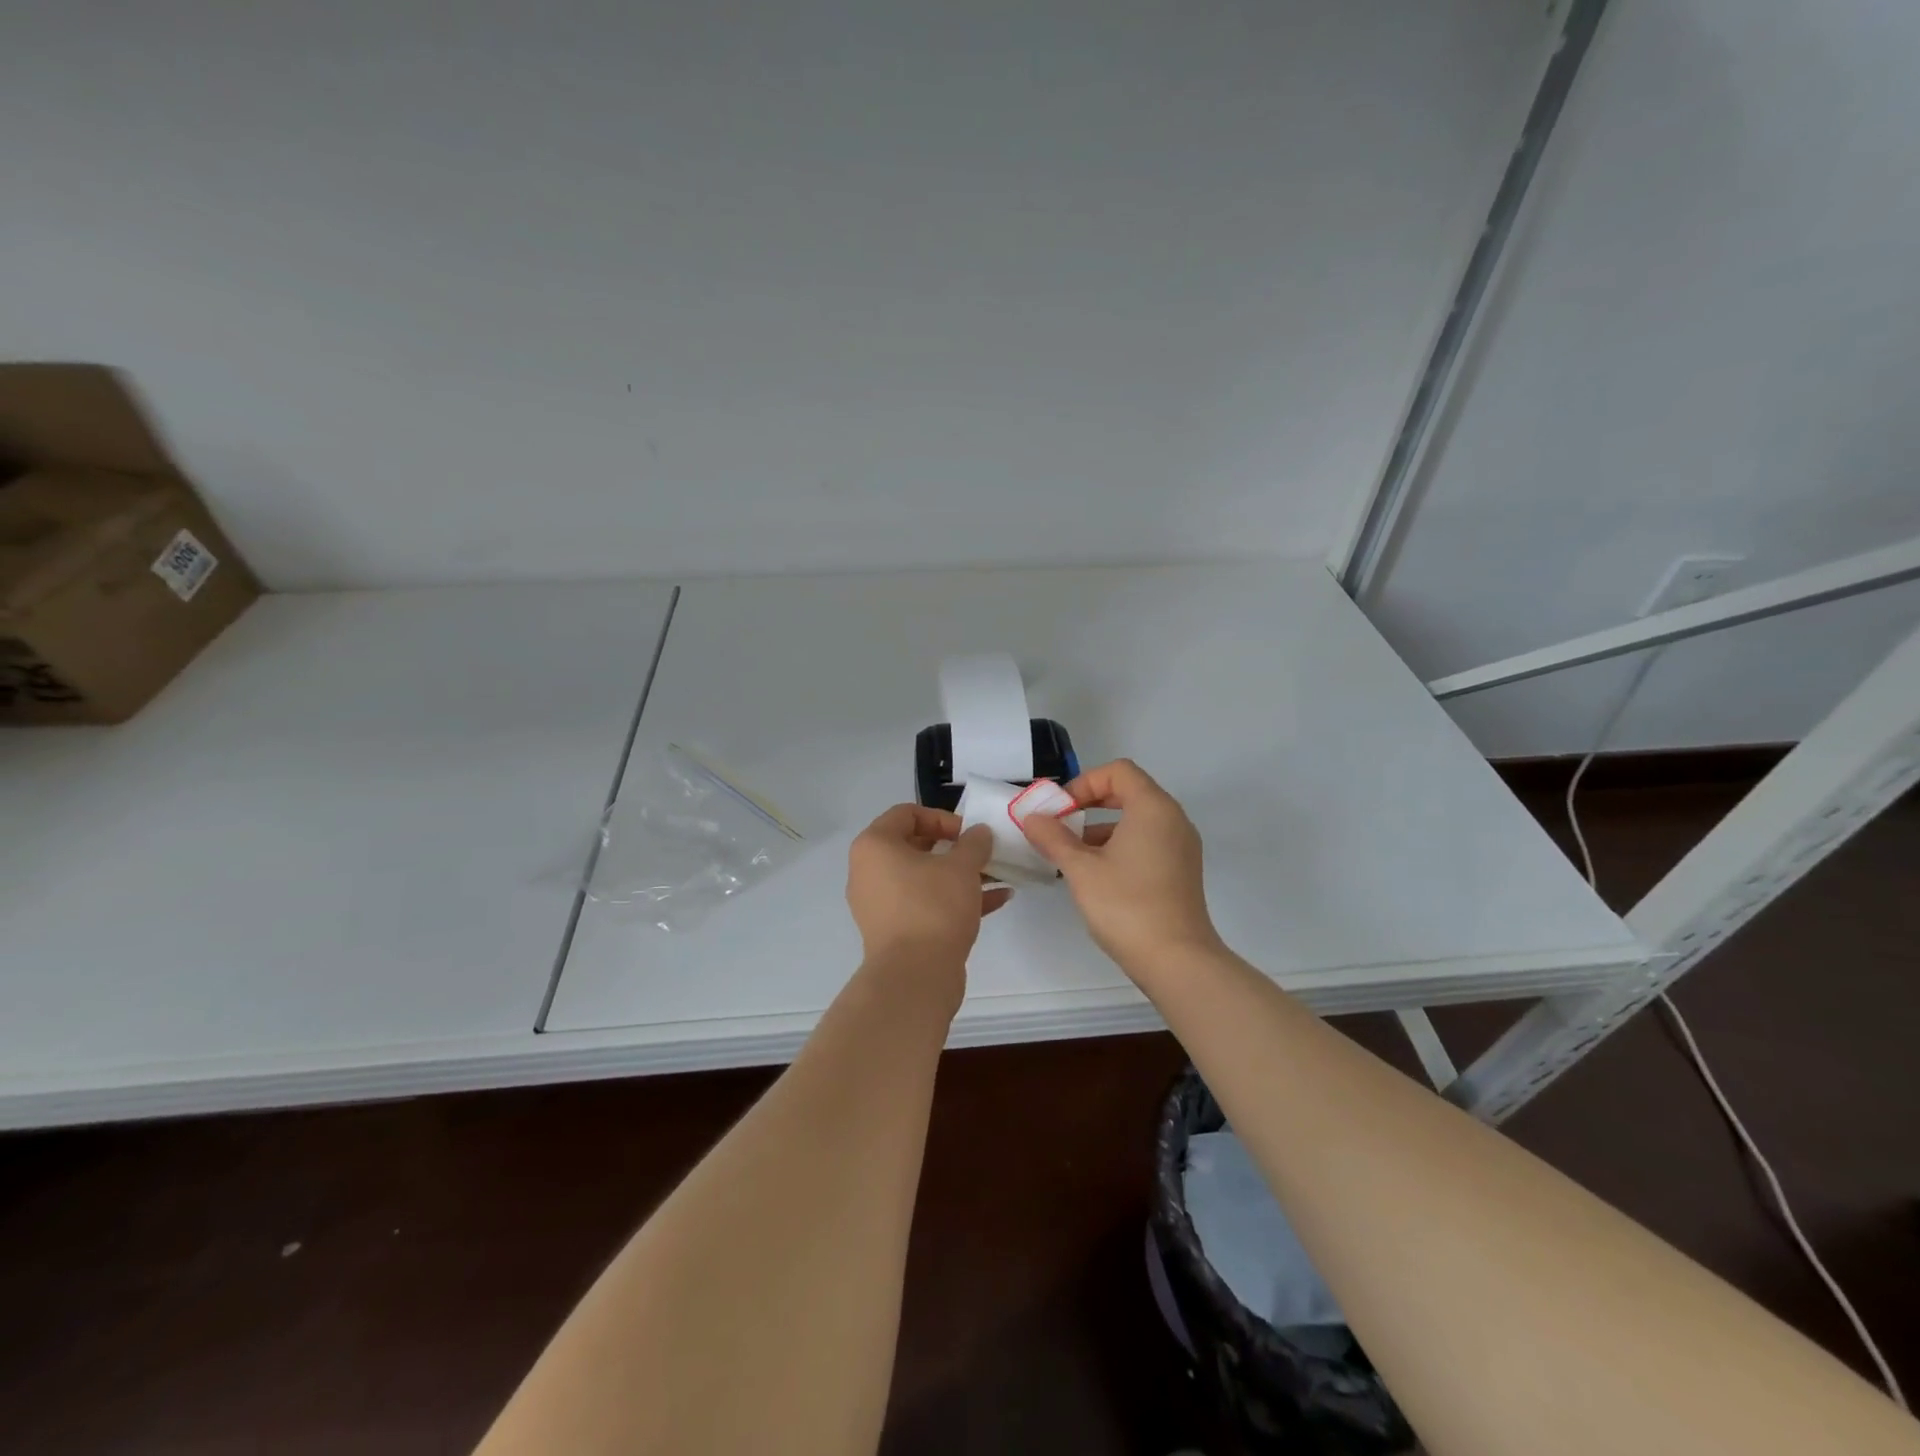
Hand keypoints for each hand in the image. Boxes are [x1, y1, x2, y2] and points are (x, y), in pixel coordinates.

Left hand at [846, 804, 1012, 971]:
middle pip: (915, 846)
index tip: (969, 833)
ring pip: (924, 878)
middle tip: (982, 853)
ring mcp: (880, 904)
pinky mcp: (895, 931)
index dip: (942, 818)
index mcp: (875, 846)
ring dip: (960, 875)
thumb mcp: (962, 867)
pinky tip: (997, 900)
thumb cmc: (933, 907)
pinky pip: (925, 904)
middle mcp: (869, 871)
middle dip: (955, 848)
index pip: (907, 814)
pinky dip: (954, 899)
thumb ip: (974, 843)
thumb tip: (979, 833)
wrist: (914, 977)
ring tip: (997, 876)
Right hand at [1021, 759, 1223, 973]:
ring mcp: (1181, 846)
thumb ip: (1054, 838)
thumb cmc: (1127, 906)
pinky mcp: (1181, 870)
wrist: (1177, 960)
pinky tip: (1096, 874)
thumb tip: (1033, 818)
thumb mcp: (1081, 869)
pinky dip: (1120, 845)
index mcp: (1153, 808)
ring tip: (1071, 854)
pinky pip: (1148, 841)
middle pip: (1129, 791)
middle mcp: (1173, 819)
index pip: (1118, 771)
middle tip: (1061, 825)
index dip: (1084, 783)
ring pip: (1137, 819)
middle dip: (1090, 804)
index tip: (1060, 810)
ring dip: (1102, 827)